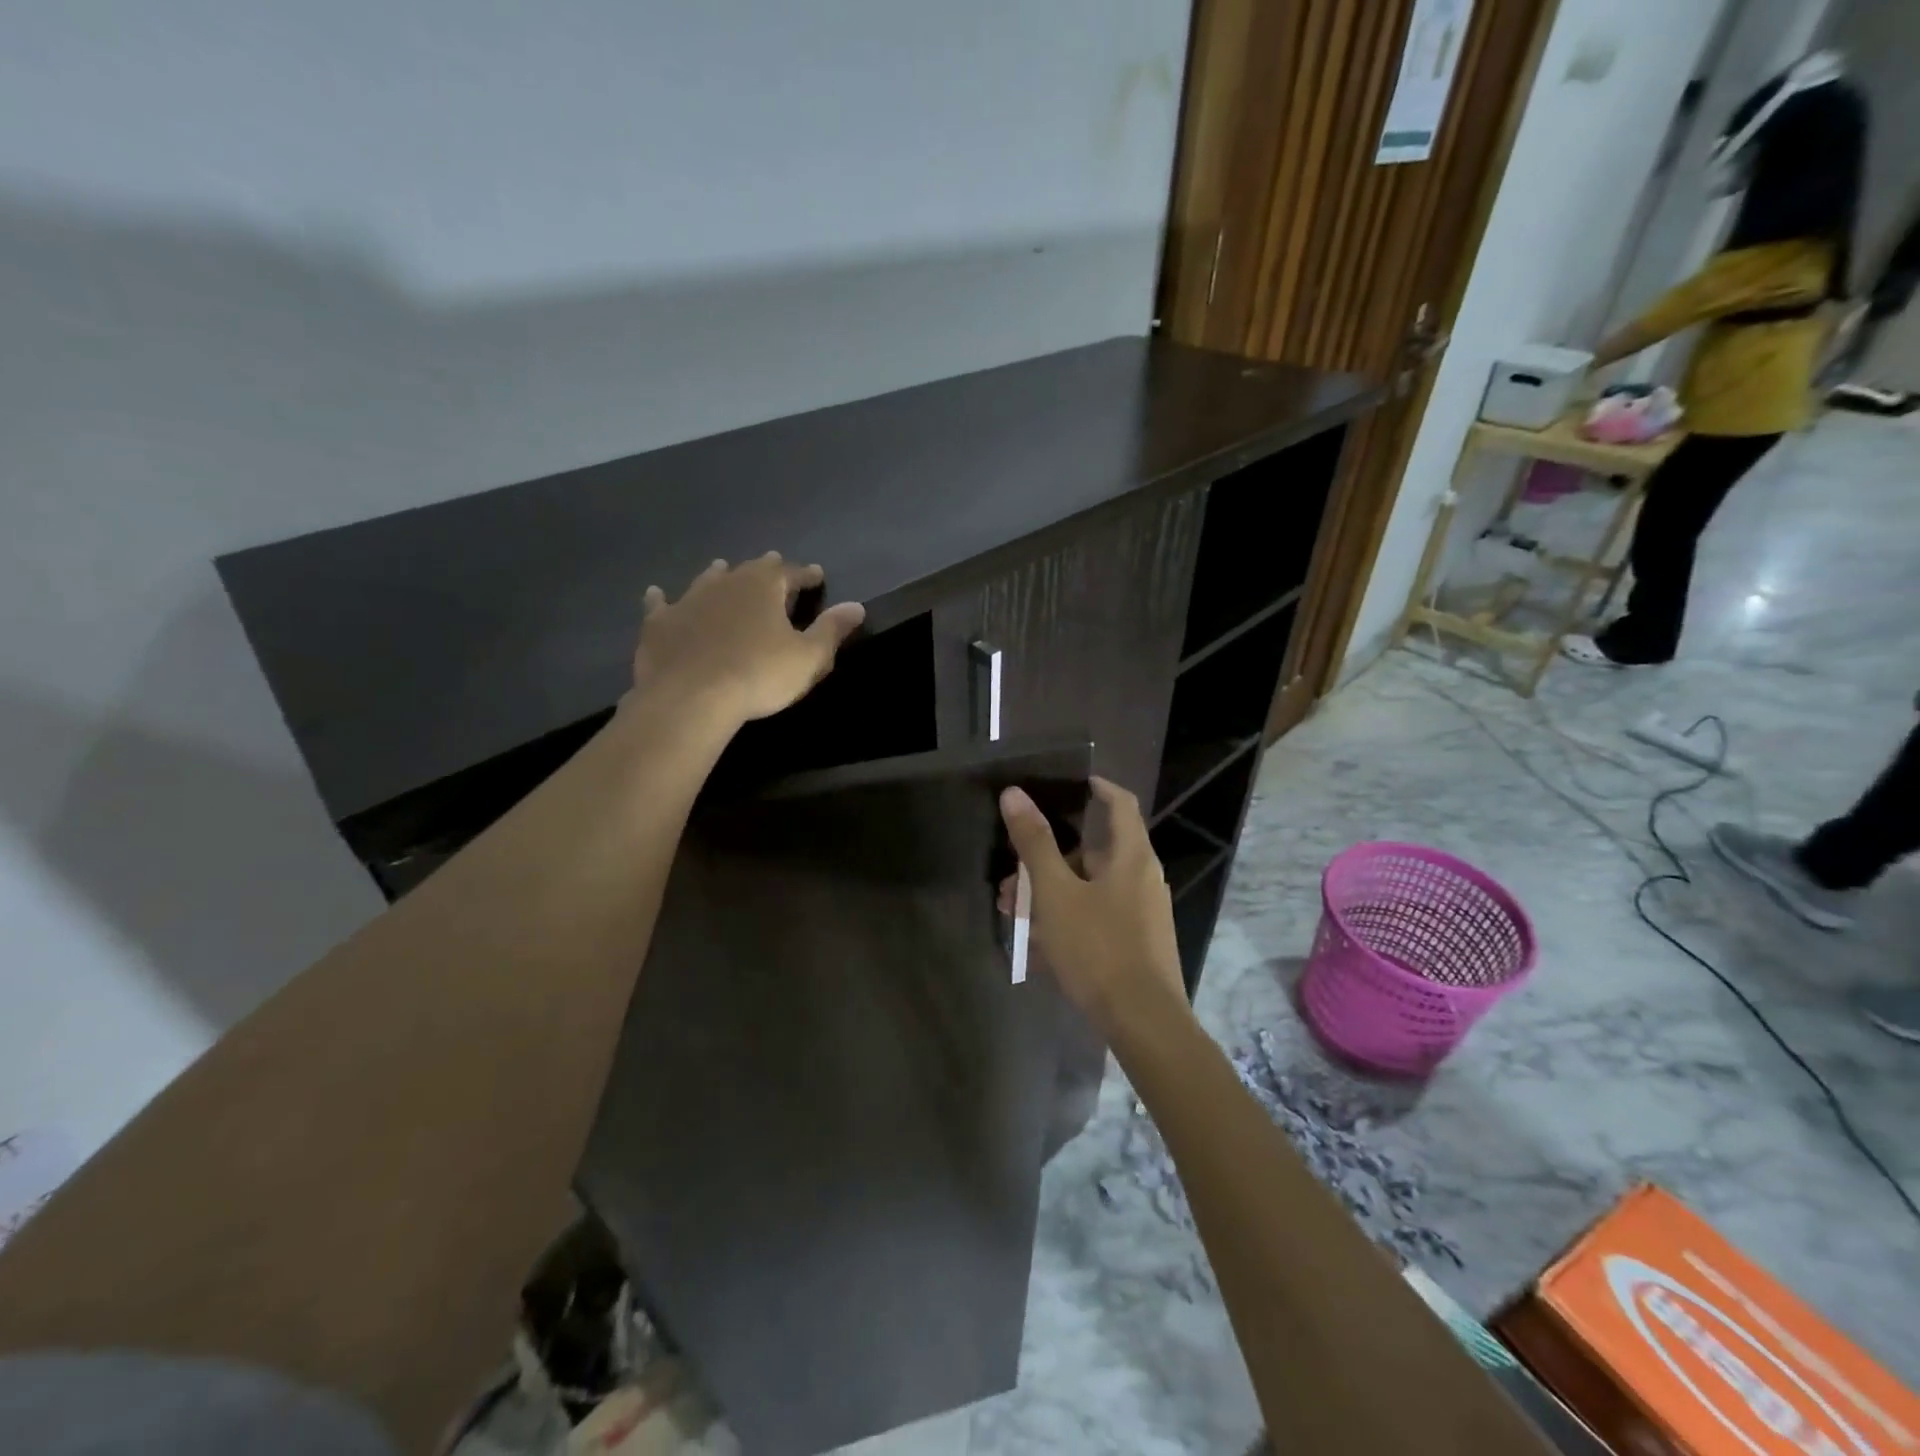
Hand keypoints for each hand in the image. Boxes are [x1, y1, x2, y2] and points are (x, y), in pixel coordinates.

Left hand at [632, 554, 865, 725]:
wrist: (690, 698)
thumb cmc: (758, 676)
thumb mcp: (808, 657)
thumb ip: (832, 630)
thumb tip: (856, 606)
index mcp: (764, 587)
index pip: (791, 573)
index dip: (806, 575)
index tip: (817, 575)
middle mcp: (726, 583)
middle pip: (750, 570)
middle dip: (766, 568)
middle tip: (774, 564)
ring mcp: (688, 600)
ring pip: (707, 580)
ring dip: (718, 575)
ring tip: (722, 568)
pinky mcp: (659, 624)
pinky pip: (661, 605)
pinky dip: (662, 599)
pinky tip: (657, 594)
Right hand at [999, 777, 1186, 1031]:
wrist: (1143, 1022)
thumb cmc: (1098, 948)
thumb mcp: (1056, 893)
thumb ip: (1035, 843)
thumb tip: (1014, 794)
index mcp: (1131, 855)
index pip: (1119, 802)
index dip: (1096, 786)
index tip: (1066, 782)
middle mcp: (1142, 876)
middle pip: (1094, 849)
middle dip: (1049, 855)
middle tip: (1012, 871)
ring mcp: (1143, 912)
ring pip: (1091, 885)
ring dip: (1052, 890)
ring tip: (1014, 911)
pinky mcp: (1138, 941)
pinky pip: (1098, 914)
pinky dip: (1069, 915)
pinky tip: (1039, 942)